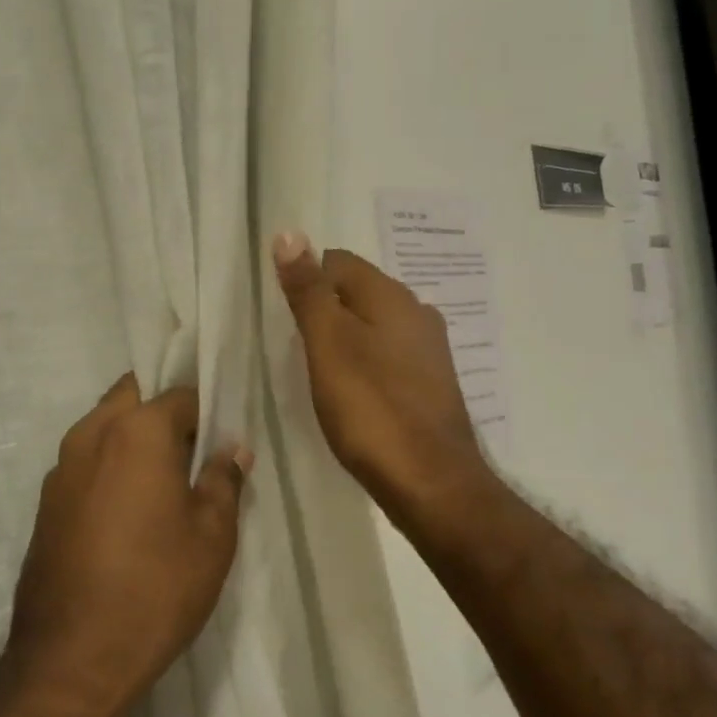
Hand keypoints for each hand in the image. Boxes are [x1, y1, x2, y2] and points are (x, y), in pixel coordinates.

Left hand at [8, 375, 249, 716]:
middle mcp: (91, 434)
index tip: (221, 442)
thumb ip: (223, 481)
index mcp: (136, 431)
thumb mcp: (212, 536)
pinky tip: (128, 512)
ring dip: (133, 438)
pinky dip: (109, 466)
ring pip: (103, 427)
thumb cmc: (156, 588)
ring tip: (163, 483)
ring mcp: (61, 468)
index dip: (207, 414)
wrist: (71, 659)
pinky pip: (86, 462)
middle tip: (192, 454)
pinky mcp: (46, 502)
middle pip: (133, 397)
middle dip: (163, 413)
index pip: (180, 395)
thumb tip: (231, 450)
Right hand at [273, 232, 496, 542]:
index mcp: (392, 295)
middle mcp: (417, 313)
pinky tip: (352, 394)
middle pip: (357, 292)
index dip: (305, 281)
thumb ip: (308, 291)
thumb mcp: (328, 344)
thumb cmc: (371, 409)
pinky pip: (388, 357)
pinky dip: (365, 365)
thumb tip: (289, 234)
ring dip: (345, 339)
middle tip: (296, 347)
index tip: (284, 318)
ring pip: (374, 326)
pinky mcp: (431, 384)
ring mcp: (429, 351)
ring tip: (319, 373)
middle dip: (325, 311)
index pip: (337, 261)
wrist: (432, 482)